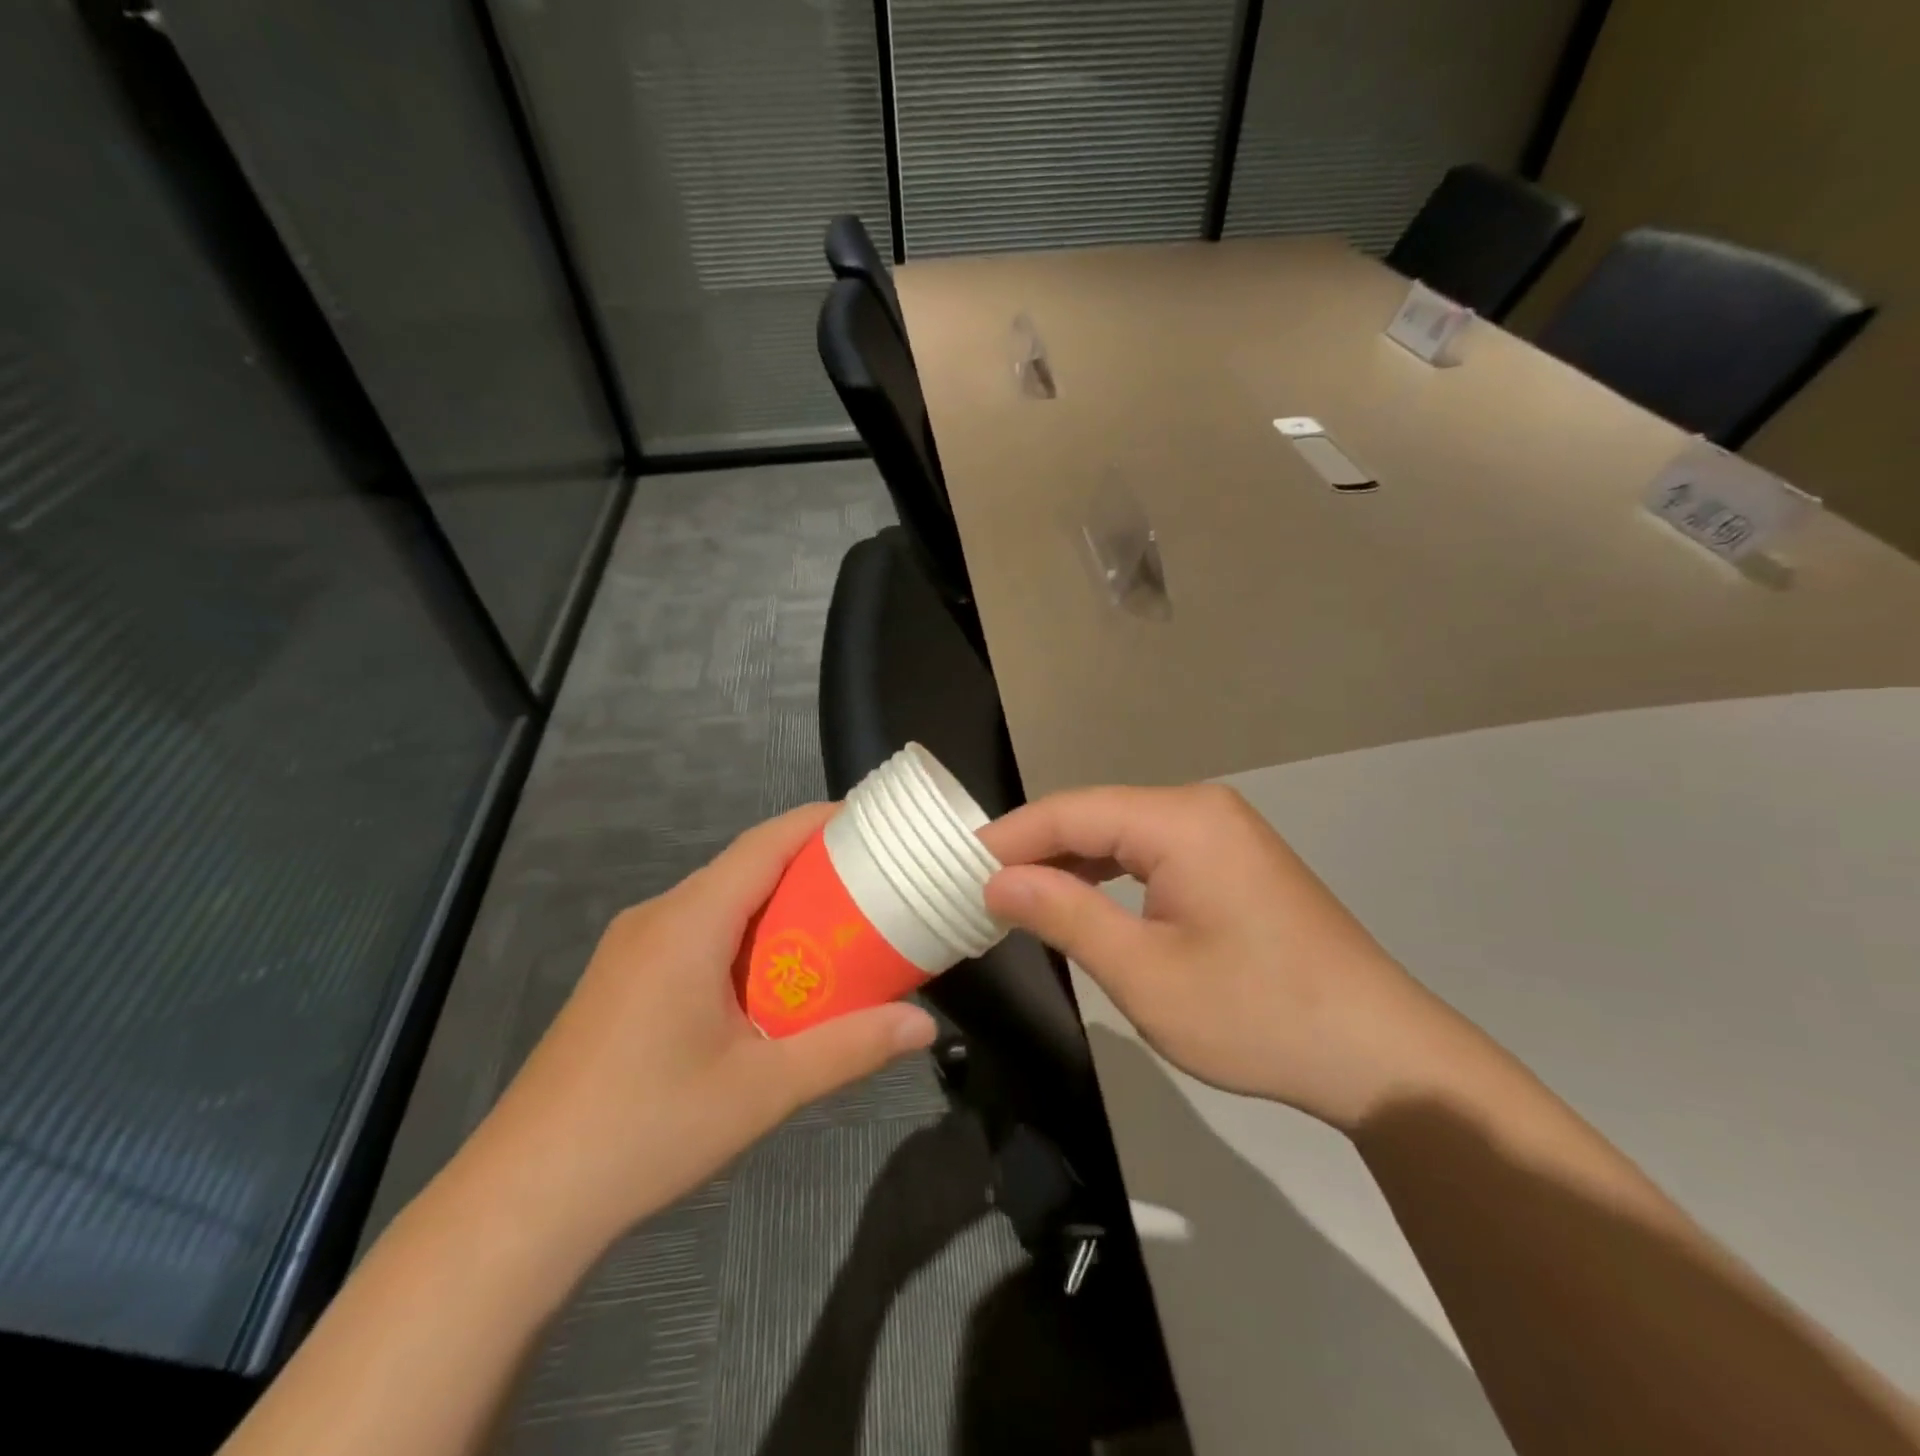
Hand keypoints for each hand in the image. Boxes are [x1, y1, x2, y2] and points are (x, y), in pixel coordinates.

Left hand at [451, 804, 937, 1262]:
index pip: (764, 844)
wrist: (521, 1201)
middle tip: (872, 883)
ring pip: (718, 902)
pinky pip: (695, 933)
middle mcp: (656, 918)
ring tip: (836, 927)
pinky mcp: (620, 980)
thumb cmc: (648, 1129)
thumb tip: (924, 1026)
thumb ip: (849, 1048)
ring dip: (776, 905)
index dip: (818, 822)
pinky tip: (770, 979)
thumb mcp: (763, 1089)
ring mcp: (631, 948)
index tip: (871, 822)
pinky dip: (744, 935)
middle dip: (809, 866)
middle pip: (744, 868)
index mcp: (688, 923)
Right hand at [980, 784, 1459, 1133]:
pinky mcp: (1232, 861)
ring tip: (1015, 896)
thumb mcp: (1144, 974)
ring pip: (1121, 833)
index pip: (1070, 811)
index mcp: (1181, 820)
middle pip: (1094, 815)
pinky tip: (1079, 900)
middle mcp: (1201, 808)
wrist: (1380, 1055)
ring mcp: (1222, 832)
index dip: (1008, 837)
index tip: (954, 868)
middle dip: (1035, 849)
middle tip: (976, 888)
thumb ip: (1065, 915)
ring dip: (1069, 862)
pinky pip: (1152, 853)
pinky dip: (1108, 875)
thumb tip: (996, 881)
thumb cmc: (1256, 1015)